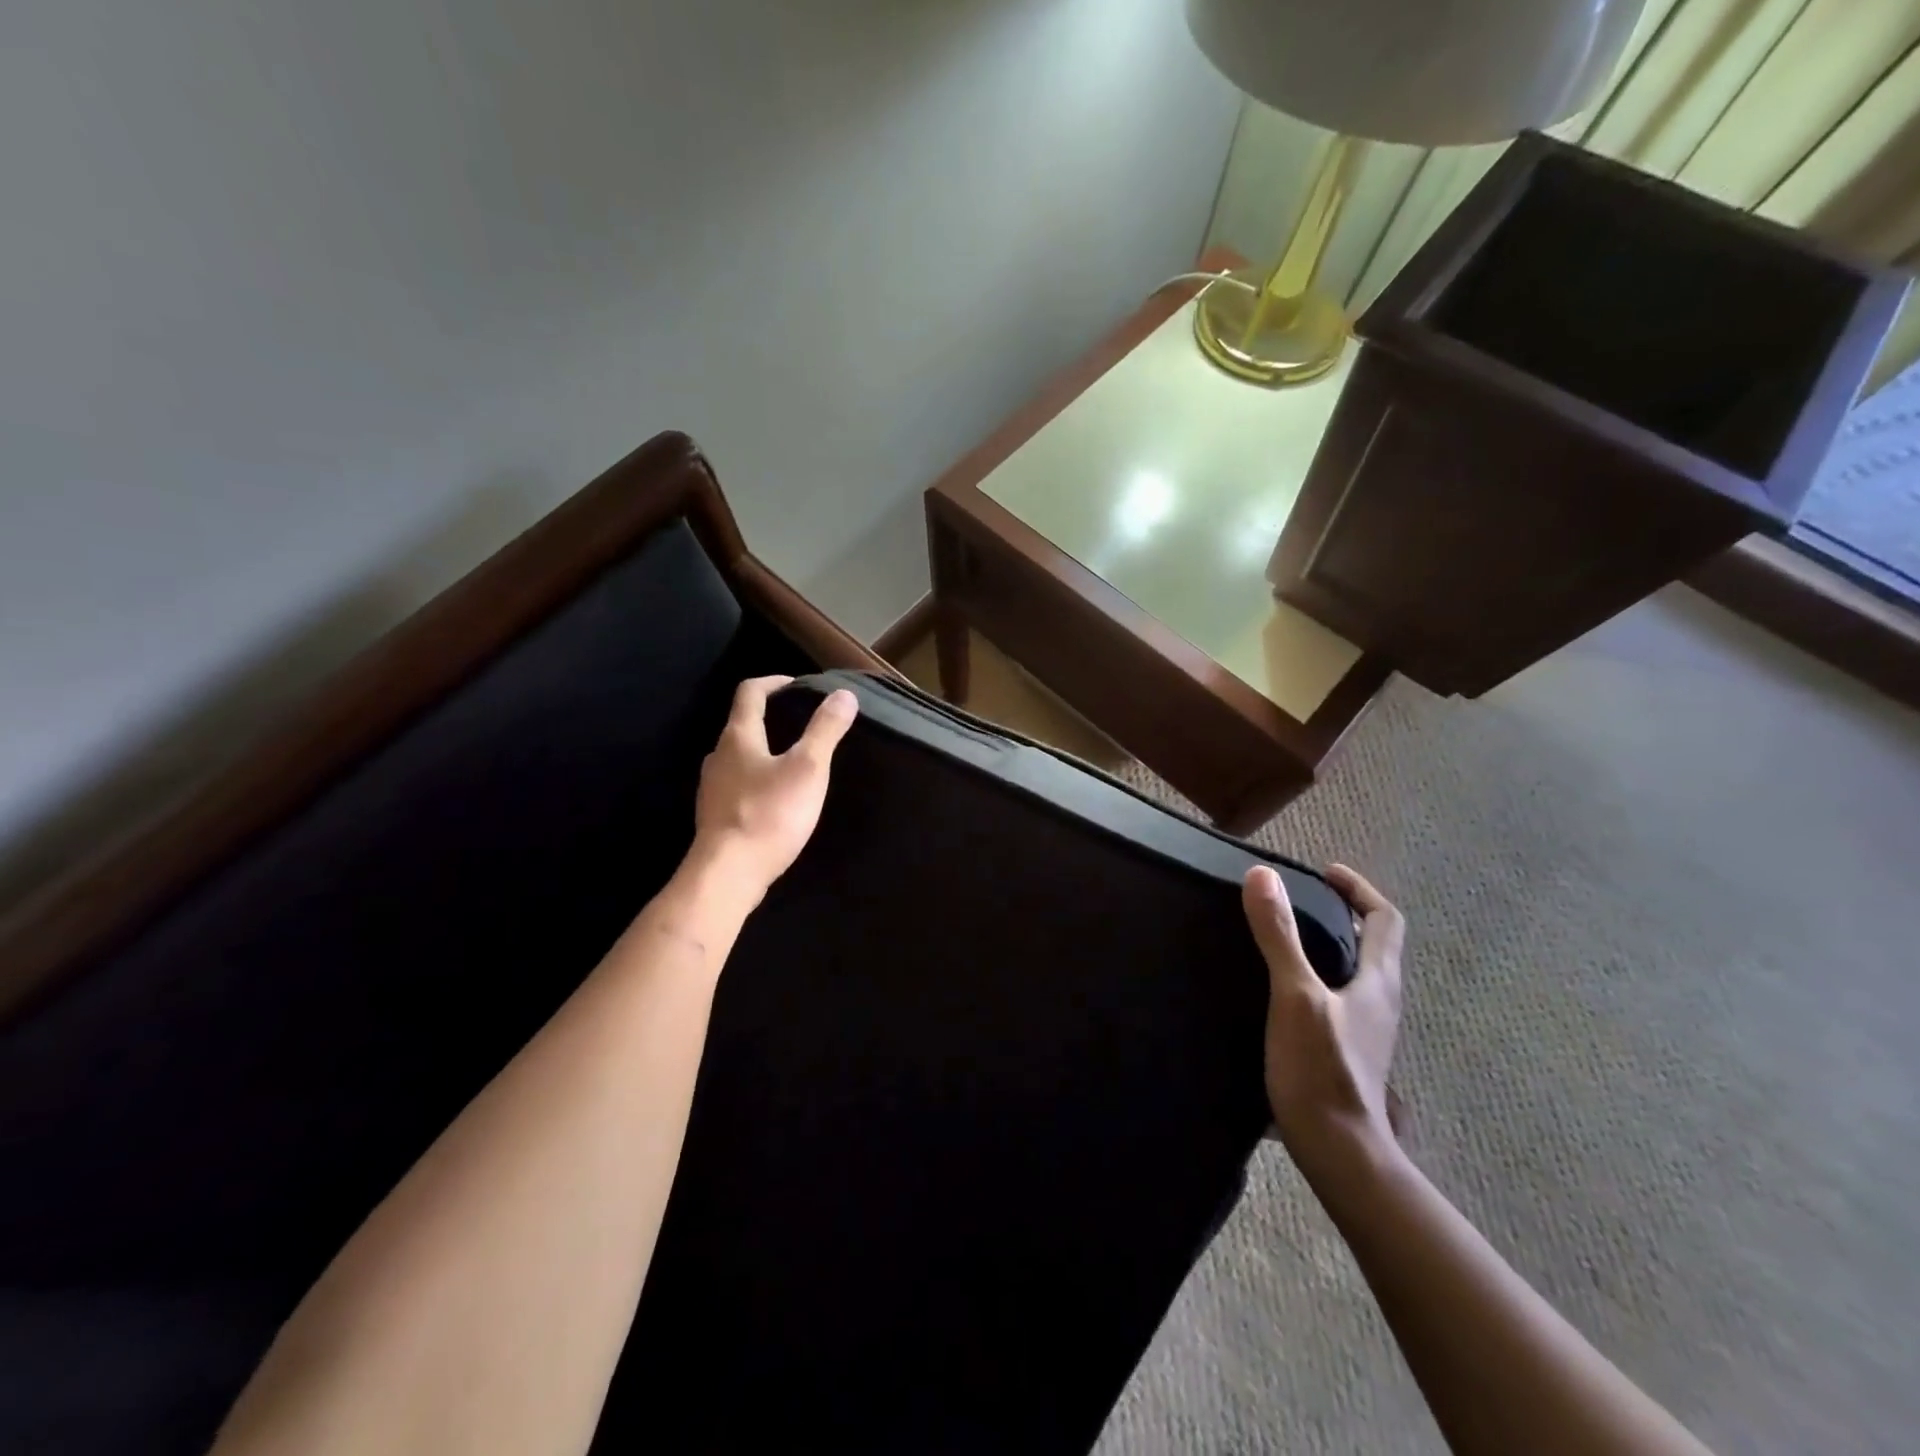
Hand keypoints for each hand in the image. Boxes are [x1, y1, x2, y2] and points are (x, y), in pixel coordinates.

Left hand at [692, 677, 857, 898]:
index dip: (774, 682)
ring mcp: (711, 788)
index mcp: (738, 737)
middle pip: (741, 725)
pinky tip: (775, 799)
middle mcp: (718, 756)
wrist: (727, 874)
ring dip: (763, 752)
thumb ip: (825, 730)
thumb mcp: (808, 768)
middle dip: (770, 719)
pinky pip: (736, 786)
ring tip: (793, 762)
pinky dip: (756, 781)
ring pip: (738, 758)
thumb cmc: (769, 814)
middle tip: (801, 724)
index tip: (797, 685)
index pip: (750, 692)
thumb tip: (843, 694)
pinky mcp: (714, 816)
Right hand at [1243, 863, 1405, 1161]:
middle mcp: (1380, 1002)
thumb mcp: (1294, 994)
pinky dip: (1318, 975)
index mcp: (1378, 982)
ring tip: (1285, 936)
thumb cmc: (1320, 1069)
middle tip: (1299, 900)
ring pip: (1356, 973)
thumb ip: (1279, 935)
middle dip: (1343, 915)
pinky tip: (1281, 987)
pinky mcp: (1347, 1051)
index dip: (1359, 890)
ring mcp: (1366, 1030)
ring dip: (1330, 946)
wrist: (1337, 1151)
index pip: (1385, 920)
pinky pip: (1339, 997)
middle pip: (1373, 945)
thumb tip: (1262, 876)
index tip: (1325, 873)